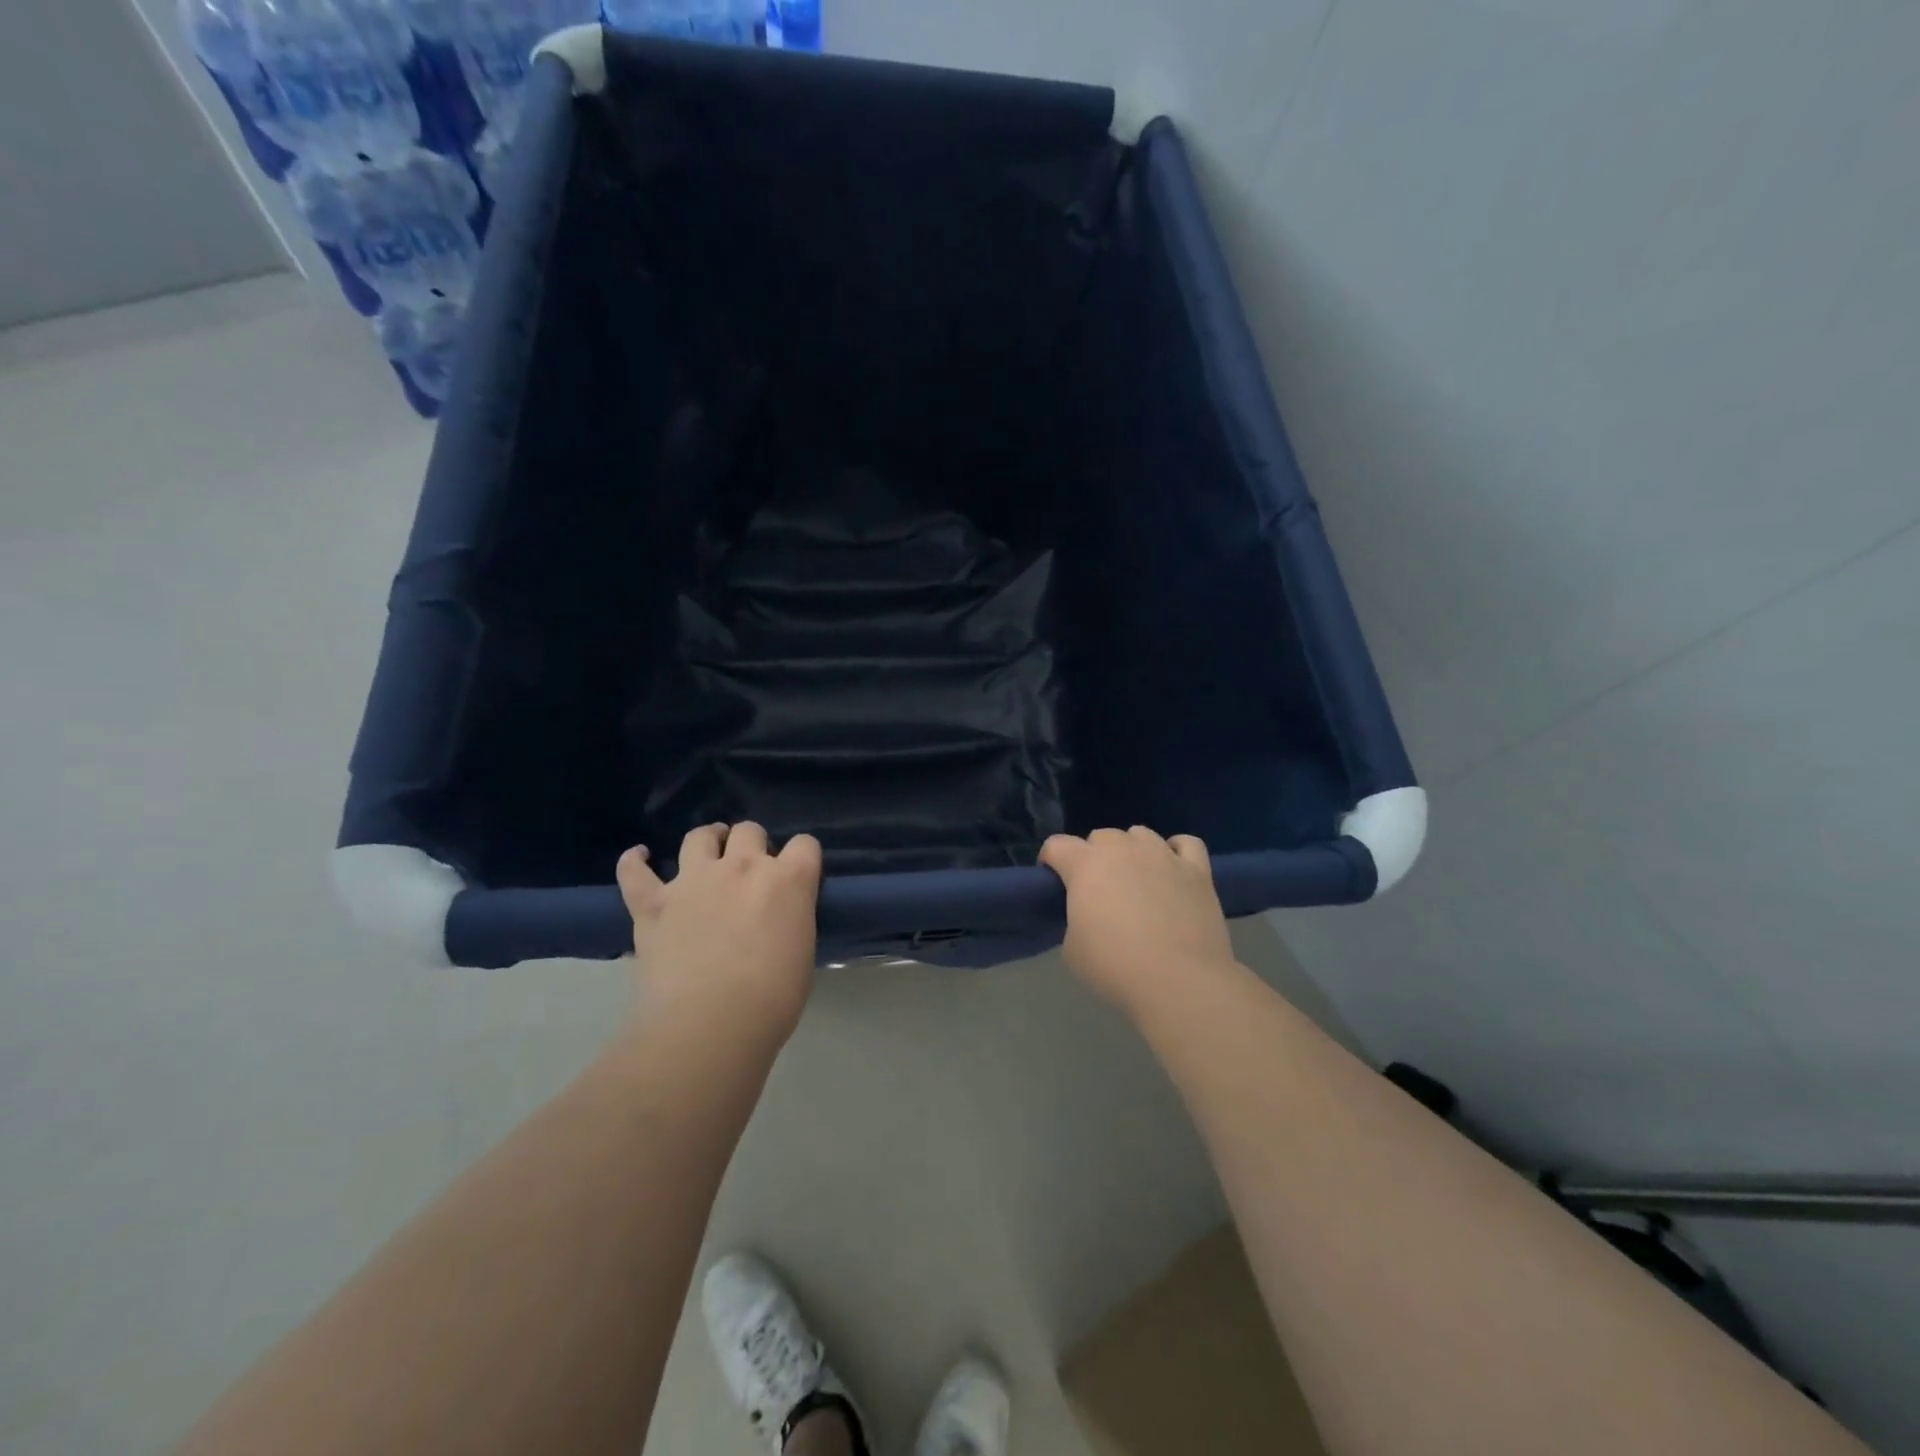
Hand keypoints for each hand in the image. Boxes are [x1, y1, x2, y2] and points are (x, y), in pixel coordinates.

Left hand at [617, 823, 823, 1037]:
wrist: (711, 1024)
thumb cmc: (772, 999)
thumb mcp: (801, 951)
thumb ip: (791, 920)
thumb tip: (777, 919)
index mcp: (788, 881)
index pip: (805, 845)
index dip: (802, 857)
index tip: (797, 875)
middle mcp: (742, 867)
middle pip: (750, 830)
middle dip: (752, 844)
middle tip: (750, 871)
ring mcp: (694, 881)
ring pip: (699, 837)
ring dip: (707, 841)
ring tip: (708, 853)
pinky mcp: (653, 903)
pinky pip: (635, 871)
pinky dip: (635, 862)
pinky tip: (639, 858)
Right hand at [1040, 827, 1238, 1016]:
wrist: (1179, 983)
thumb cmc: (1115, 967)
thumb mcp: (1072, 948)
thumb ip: (1074, 918)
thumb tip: (1088, 913)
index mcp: (1085, 865)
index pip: (1056, 845)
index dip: (1050, 861)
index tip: (1054, 883)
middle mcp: (1123, 849)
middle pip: (1100, 836)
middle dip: (1093, 857)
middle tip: (1098, 890)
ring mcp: (1163, 855)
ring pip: (1140, 834)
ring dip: (1131, 850)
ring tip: (1136, 879)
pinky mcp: (1197, 870)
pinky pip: (1186, 844)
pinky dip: (1176, 852)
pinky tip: (1173, 870)